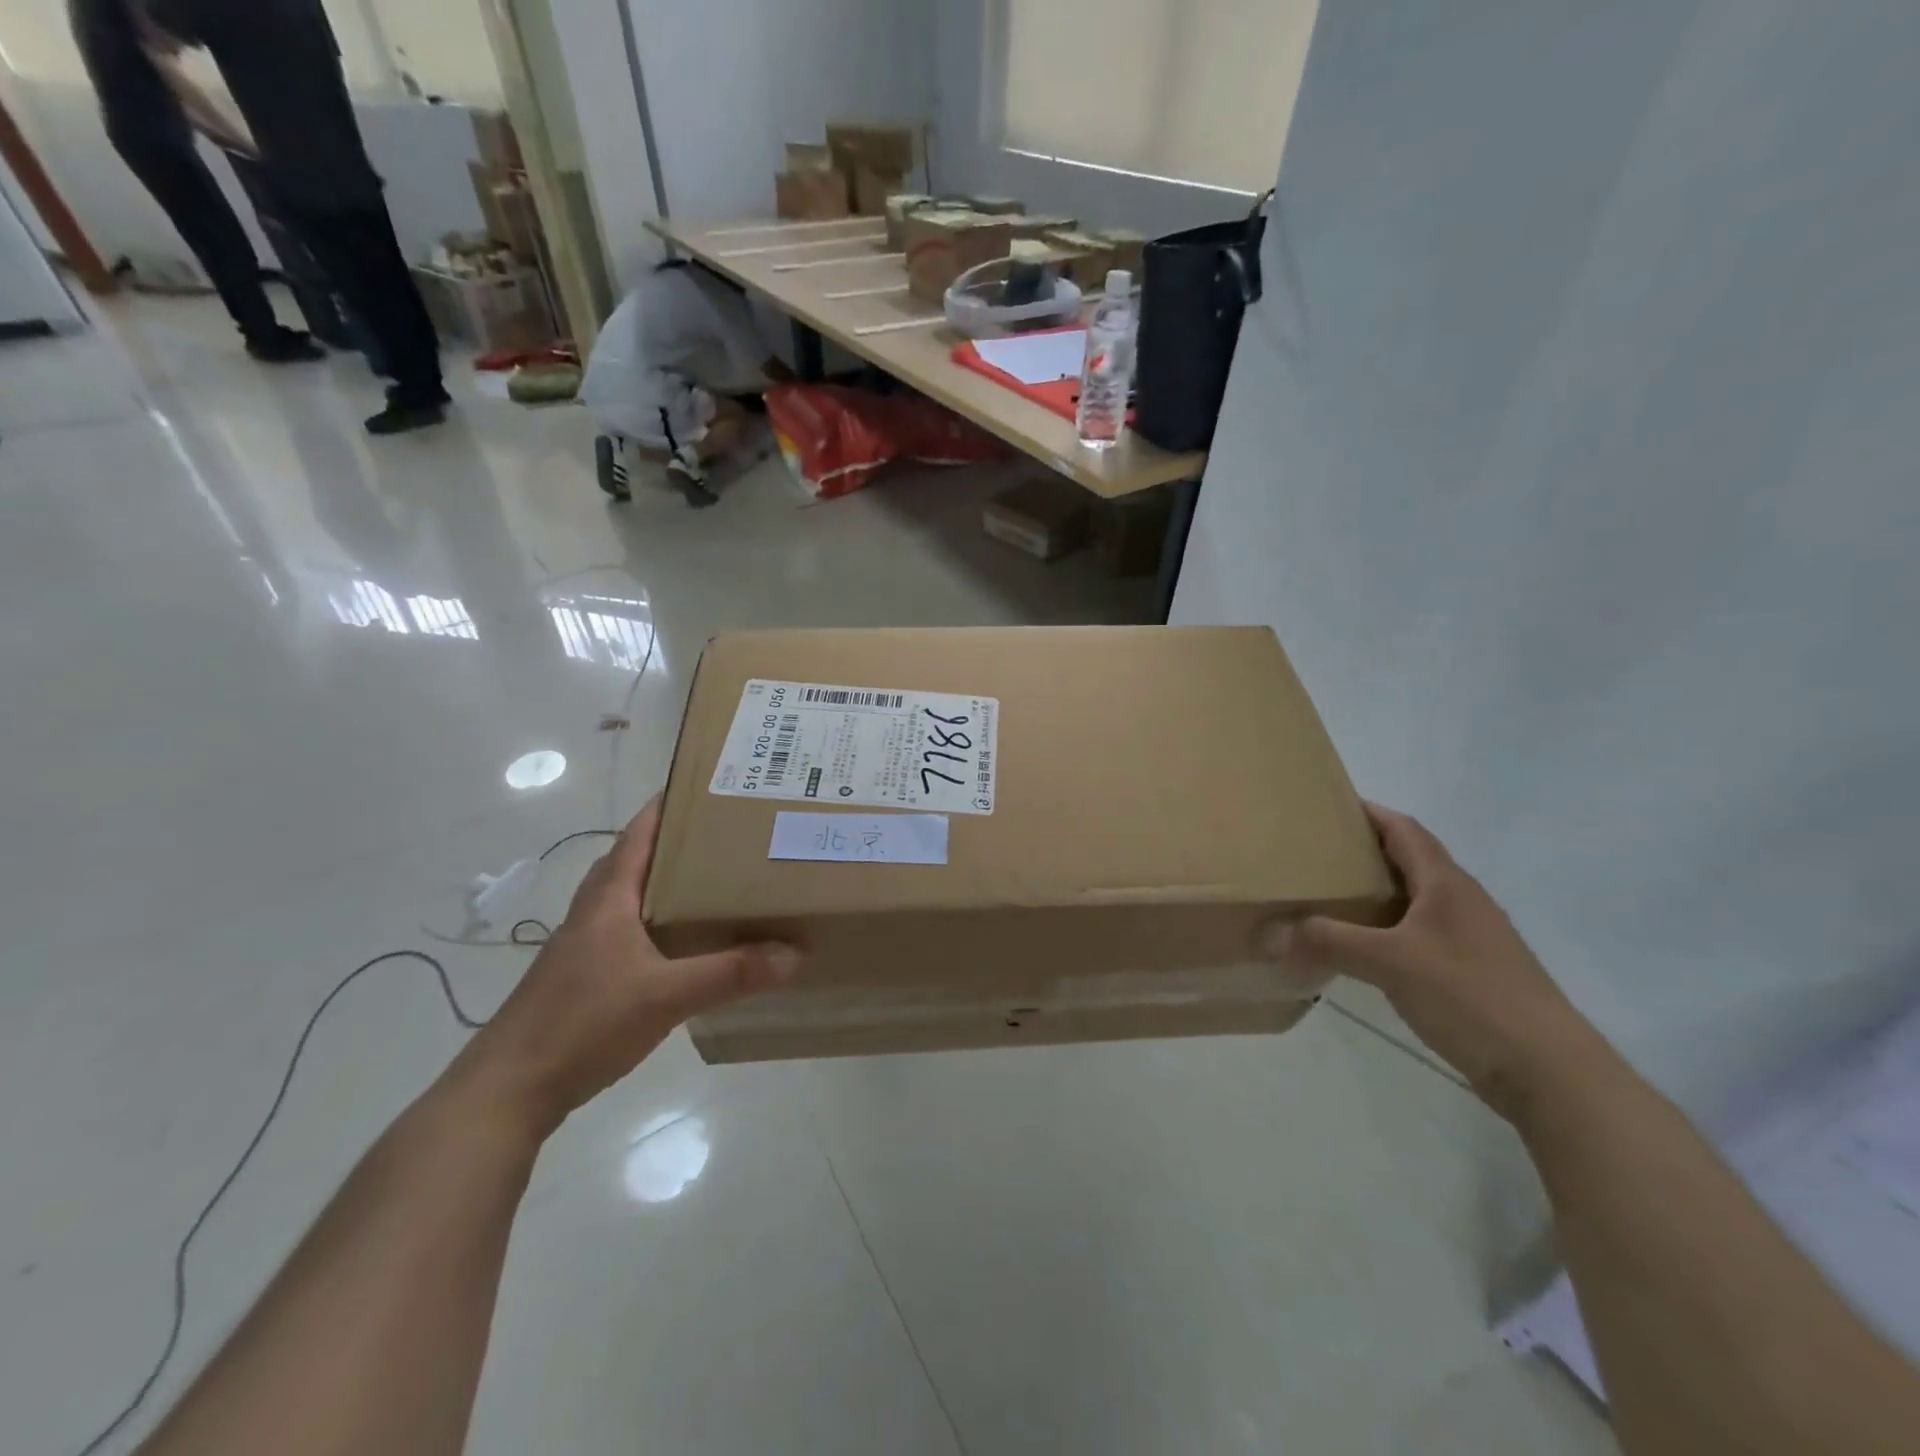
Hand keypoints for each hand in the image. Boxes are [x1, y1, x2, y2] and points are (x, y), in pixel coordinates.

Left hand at [453, 798, 799, 1131]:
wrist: (508, 1090)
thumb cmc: (583, 1024)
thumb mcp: (666, 996)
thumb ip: (730, 973)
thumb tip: (793, 952)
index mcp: (608, 899)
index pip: (639, 834)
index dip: (668, 805)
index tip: (707, 786)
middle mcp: (593, 912)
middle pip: (636, 860)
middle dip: (677, 841)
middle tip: (727, 834)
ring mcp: (584, 946)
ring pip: (631, 897)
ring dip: (666, 882)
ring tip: (714, 881)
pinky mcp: (583, 977)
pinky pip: (629, 931)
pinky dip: (658, 921)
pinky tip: (684, 943)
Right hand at [1272, 803, 1606, 1121]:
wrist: (1549, 1071)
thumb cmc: (1471, 997)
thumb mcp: (1390, 963)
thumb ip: (1329, 942)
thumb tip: (1270, 932)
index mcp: (1447, 884)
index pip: (1404, 829)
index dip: (1369, 812)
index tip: (1326, 804)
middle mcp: (1460, 901)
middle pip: (1407, 860)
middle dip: (1363, 851)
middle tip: (1313, 853)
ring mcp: (1469, 938)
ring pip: (1412, 900)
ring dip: (1373, 893)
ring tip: (1326, 896)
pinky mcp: (1469, 972)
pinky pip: (1417, 934)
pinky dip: (1384, 930)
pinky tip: (1359, 949)